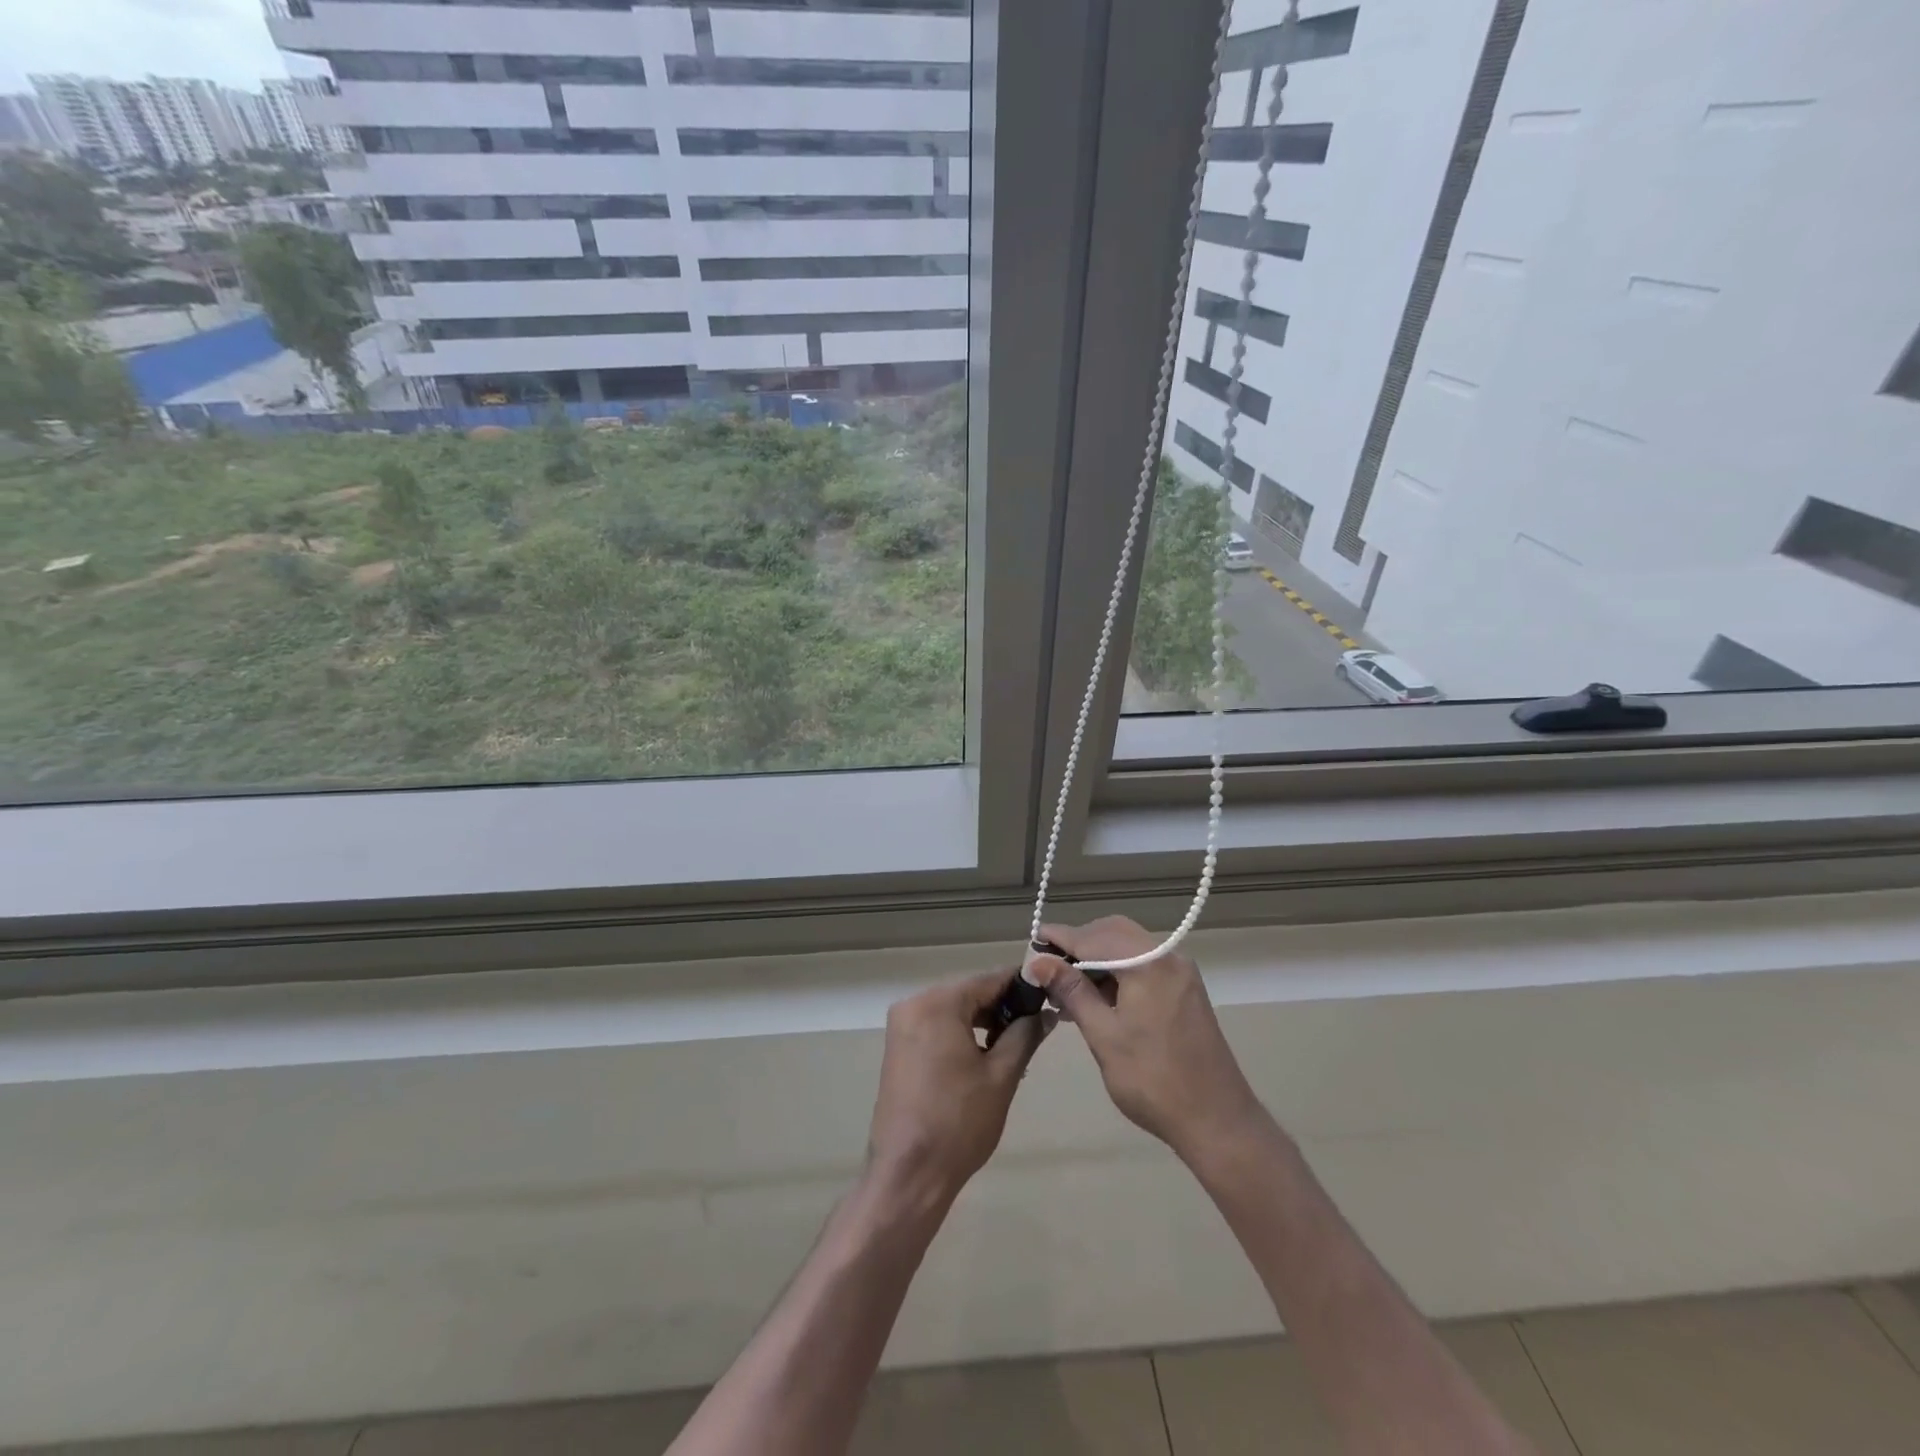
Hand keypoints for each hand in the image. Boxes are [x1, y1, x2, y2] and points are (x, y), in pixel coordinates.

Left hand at [866, 970, 1048, 1205]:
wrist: (909, 1173)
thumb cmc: (959, 1121)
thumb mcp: (1001, 1075)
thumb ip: (1025, 1035)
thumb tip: (1045, 1013)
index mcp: (937, 1003)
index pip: (988, 979)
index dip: (1021, 983)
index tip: (1049, 991)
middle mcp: (913, 1004)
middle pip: (968, 992)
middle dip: (1003, 1005)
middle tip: (1037, 1023)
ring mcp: (902, 1026)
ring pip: (953, 1010)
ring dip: (983, 1021)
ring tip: (1016, 1042)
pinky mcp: (898, 1048)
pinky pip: (937, 1026)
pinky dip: (962, 1033)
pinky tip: (986, 1054)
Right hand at [1029, 917, 1266, 1165]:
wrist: (1218, 1120)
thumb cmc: (1154, 1081)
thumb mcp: (1104, 1036)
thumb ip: (1072, 992)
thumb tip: (1037, 962)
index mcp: (1149, 964)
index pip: (1094, 938)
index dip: (1061, 937)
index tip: (1033, 937)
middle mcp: (1168, 957)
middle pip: (1114, 933)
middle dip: (1080, 944)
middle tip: (1049, 966)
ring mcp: (1180, 973)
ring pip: (1129, 948)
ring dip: (1098, 959)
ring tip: (1066, 986)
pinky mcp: (1184, 990)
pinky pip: (1144, 965)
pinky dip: (1118, 972)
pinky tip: (1096, 996)